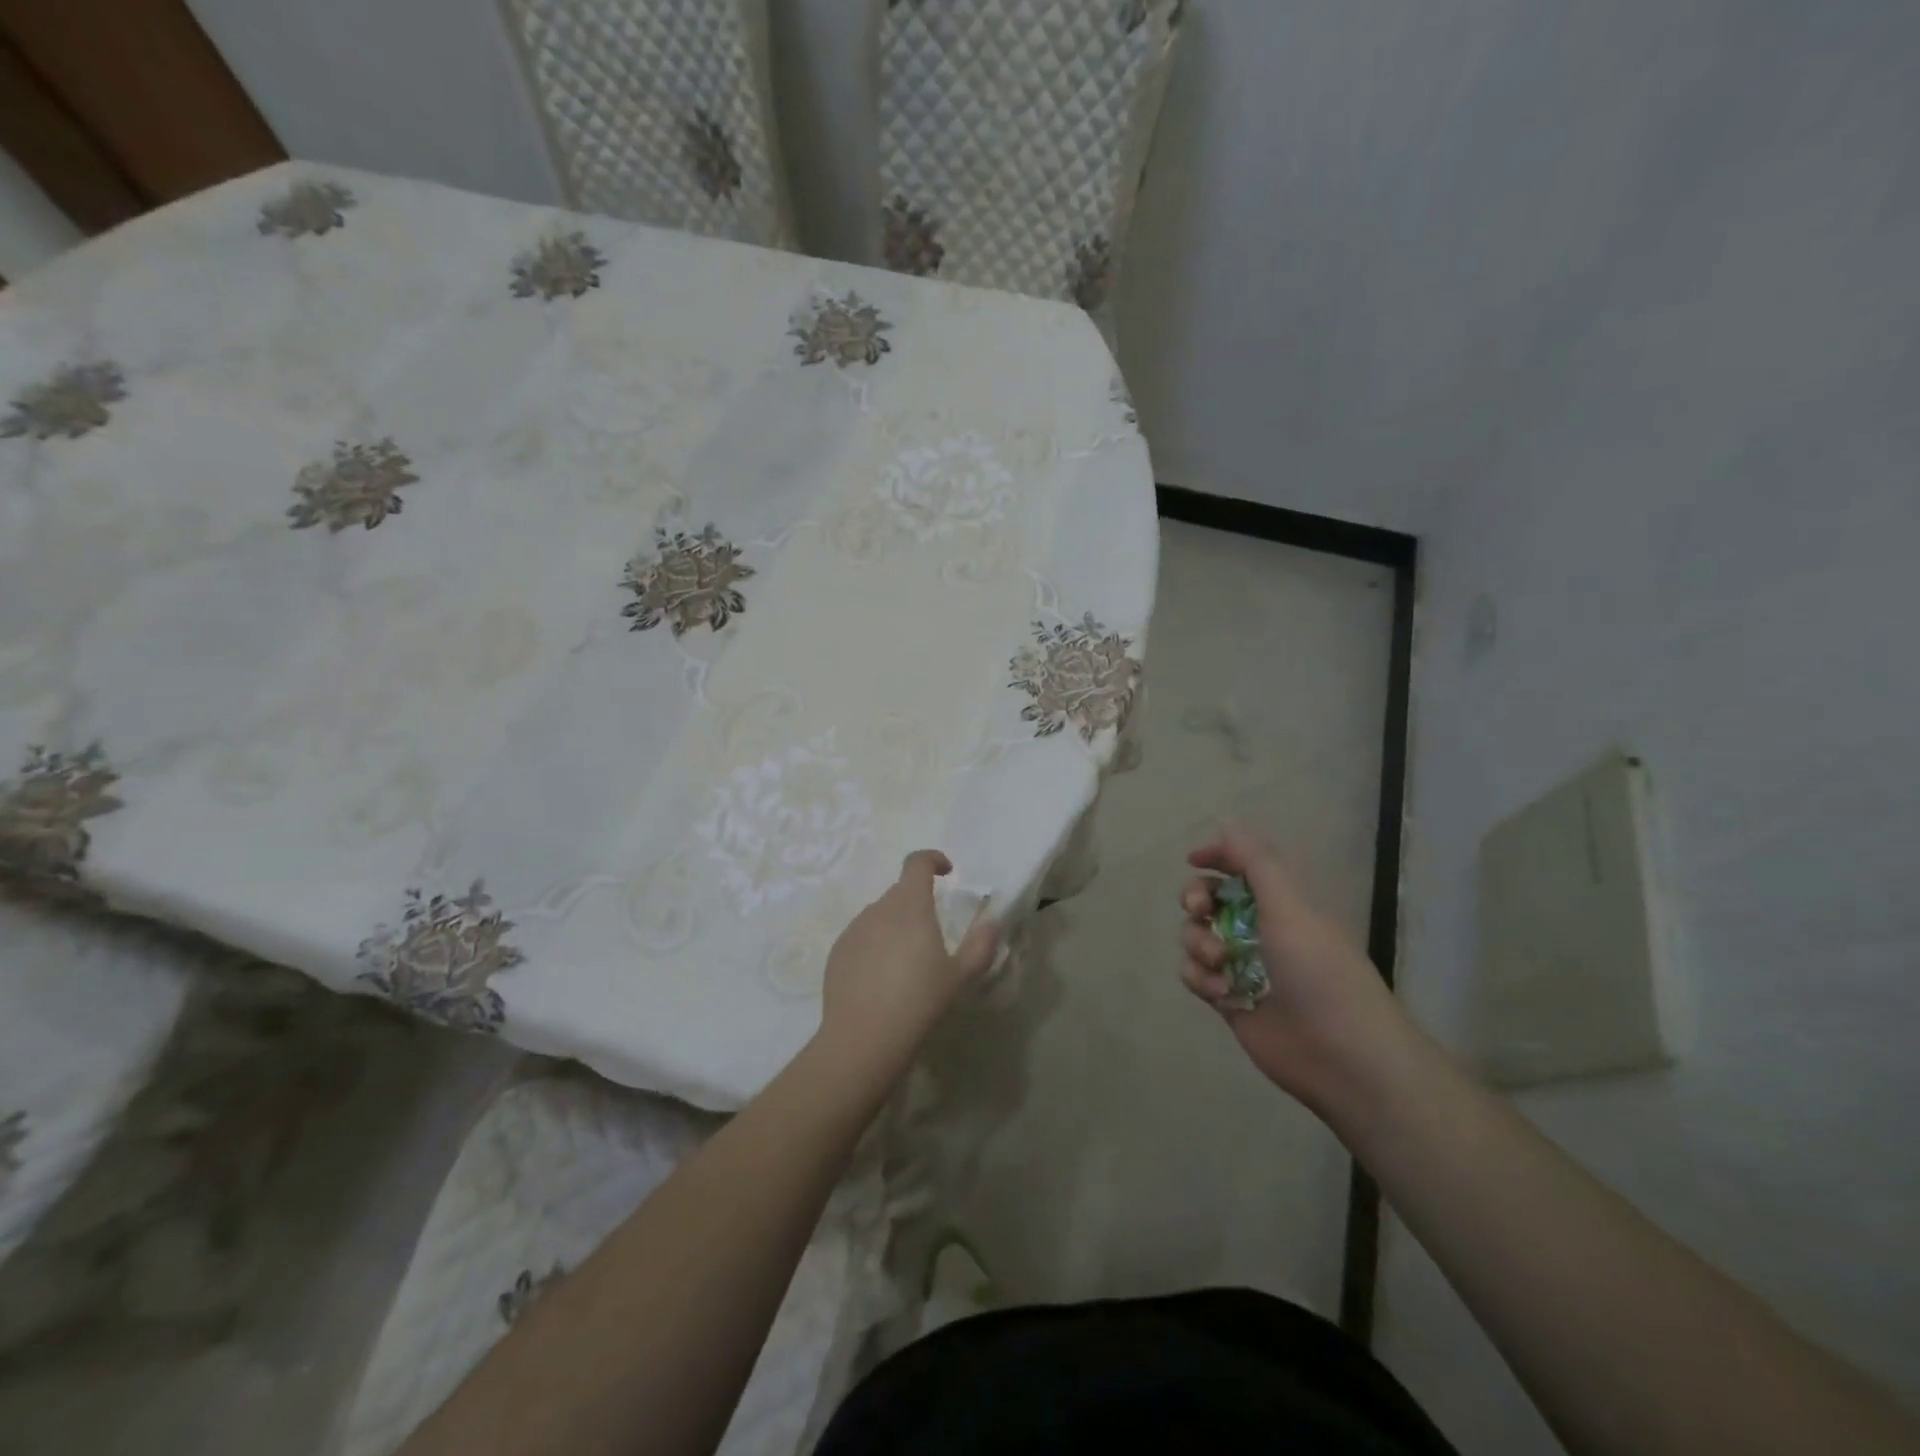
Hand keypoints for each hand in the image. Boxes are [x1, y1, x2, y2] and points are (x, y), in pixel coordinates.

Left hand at [819, 850, 999, 1070]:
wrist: (864, 1038)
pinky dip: (875, 945)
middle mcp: (878, 909)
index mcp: (910, 906)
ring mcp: (854, 929)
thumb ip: (981, 943)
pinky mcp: (837, 952)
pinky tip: (882, 979)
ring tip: (907, 962)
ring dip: (896, 925)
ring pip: (880, 915)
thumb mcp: (961, 976)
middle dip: (918, 902)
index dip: (933, 859)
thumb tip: (992, 921)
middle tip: (933, 934)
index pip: (917, 862)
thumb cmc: (919, 1002)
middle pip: (900, 892)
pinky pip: (862, 936)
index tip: (947, 872)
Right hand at [1178, 825, 1411, 1113]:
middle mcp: (1259, 930)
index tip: (1194, 860)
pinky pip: (1194, 974)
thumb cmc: (1321, 974)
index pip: (1242, 867)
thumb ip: (1256, 863)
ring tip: (1220, 963)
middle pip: (1209, 899)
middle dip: (1196, 899)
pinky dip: (1199, 978)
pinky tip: (1221, 993)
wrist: (1342, 1057)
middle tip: (1199, 909)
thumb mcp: (1291, 909)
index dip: (1217, 857)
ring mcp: (1242, 966)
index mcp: (1282, 904)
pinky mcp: (1227, 999)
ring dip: (1199, 943)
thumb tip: (1225, 822)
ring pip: (1196, 936)